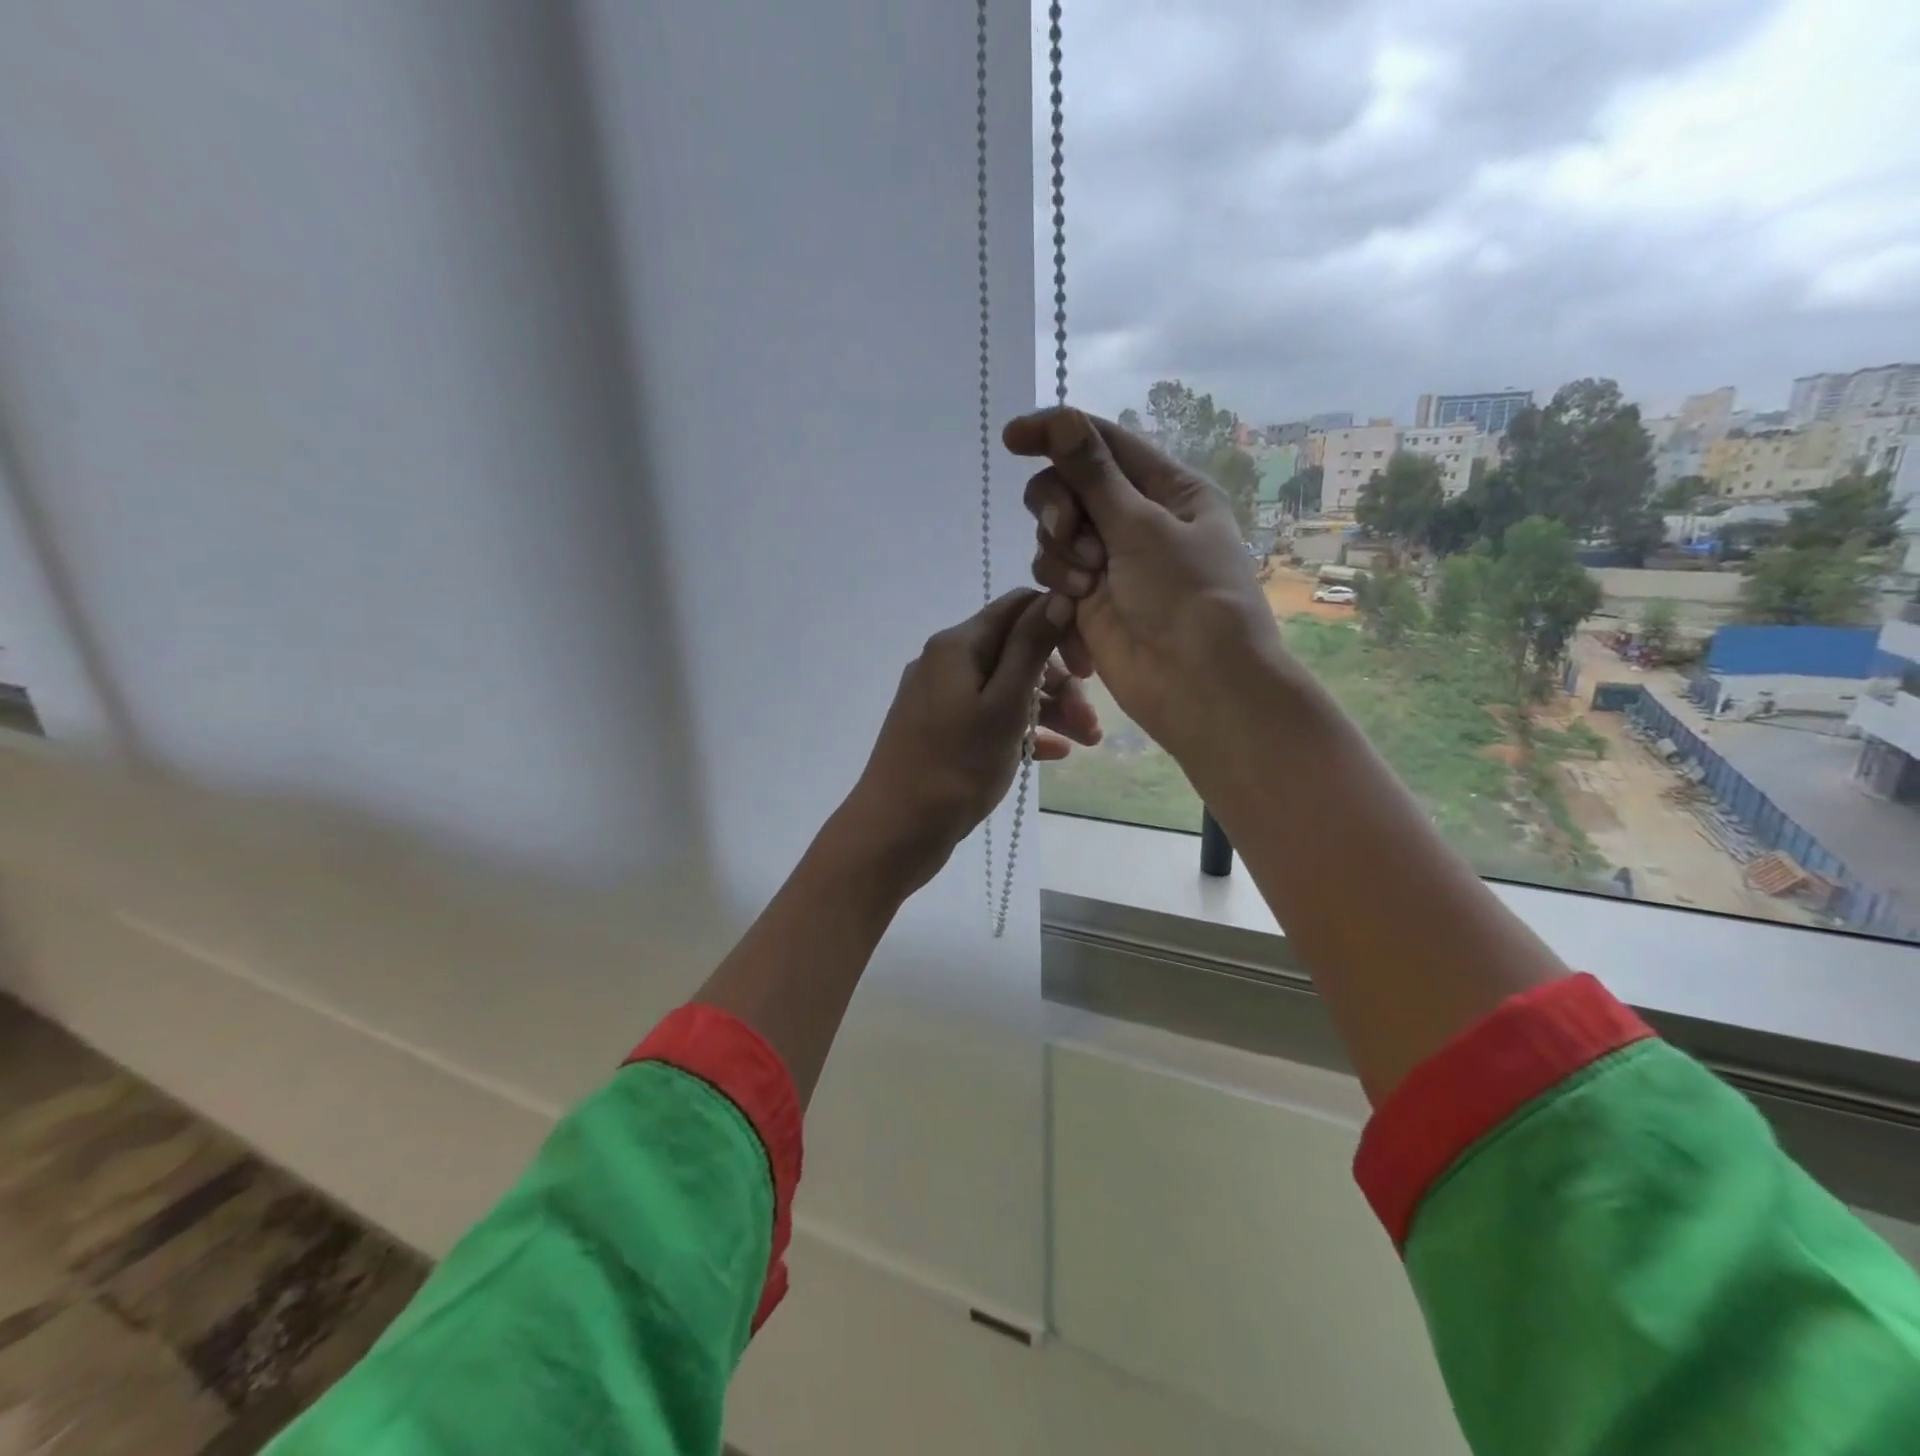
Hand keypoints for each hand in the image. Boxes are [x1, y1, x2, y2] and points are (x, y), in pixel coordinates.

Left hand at [839, 589, 1101, 892]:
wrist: (896, 830)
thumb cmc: (956, 766)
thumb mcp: (1004, 704)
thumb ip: (1031, 647)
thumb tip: (1057, 595)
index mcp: (957, 645)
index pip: (1019, 607)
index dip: (1061, 627)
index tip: (1090, 667)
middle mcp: (944, 662)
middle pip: (1015, 651)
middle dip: (1059, 682)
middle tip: (1092, 724)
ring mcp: (939, 698)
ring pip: (1004, 687)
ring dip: (1047, 709)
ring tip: (1085, 743)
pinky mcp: (939, 730)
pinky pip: (988, 717)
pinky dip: (1020, 729)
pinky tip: (1054, 753)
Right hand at [1004, 408, 1283, 761]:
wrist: (1196, 684)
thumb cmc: (1186, 596)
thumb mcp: (1141, 527)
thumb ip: (1093, 475)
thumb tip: (1058, 418)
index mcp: (1168, 489)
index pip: (1103, 444)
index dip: (1055, 434)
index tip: (1012, 438)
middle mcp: (1137, 520)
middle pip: (1069, 487)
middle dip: (1057, 507)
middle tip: (1067, 532)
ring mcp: (1111, 562)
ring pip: (1054, 534)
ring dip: (1059, 554)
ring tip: (1085, 585)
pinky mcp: (1089, 601)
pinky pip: (1054, 576)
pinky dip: (1059, 589)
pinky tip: (1074, 611)